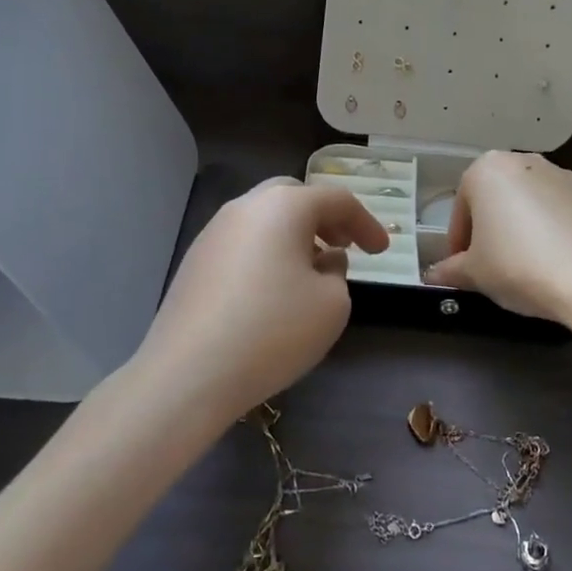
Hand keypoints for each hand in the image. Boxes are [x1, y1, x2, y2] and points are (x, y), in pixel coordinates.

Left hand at [137, 178, 389, 416]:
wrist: (189, 373)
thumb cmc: (273, 331)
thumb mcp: (332, 305)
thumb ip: (337, 274)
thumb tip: (321, 262)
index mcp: (284, 206)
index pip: (336, 200)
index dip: (365, 223)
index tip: (382, 251)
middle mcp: (246, 207)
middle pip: (294, 197)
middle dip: (324, 218)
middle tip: (344, 245)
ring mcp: (214, 232)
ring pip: (265, 219)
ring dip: (294, 236)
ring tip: (310, 270)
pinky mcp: (195, 261)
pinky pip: (242, 243)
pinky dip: (267, 253)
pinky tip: (273, 290)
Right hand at [426, 151, 571, 322]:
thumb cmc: (517, 265)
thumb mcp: (474, 273)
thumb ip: (450, 270)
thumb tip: (432, 276)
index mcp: (486, 170)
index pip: (462, 209)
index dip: (459, 241)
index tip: (463, 267)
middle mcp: (523, 161)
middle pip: (496, 198)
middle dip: (491, 228)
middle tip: (492, 264)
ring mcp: (561, 174)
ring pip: (529, 202)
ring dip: (522, 226)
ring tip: (526, 264)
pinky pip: (560, 211)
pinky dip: (553, 229)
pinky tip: (555, 260)